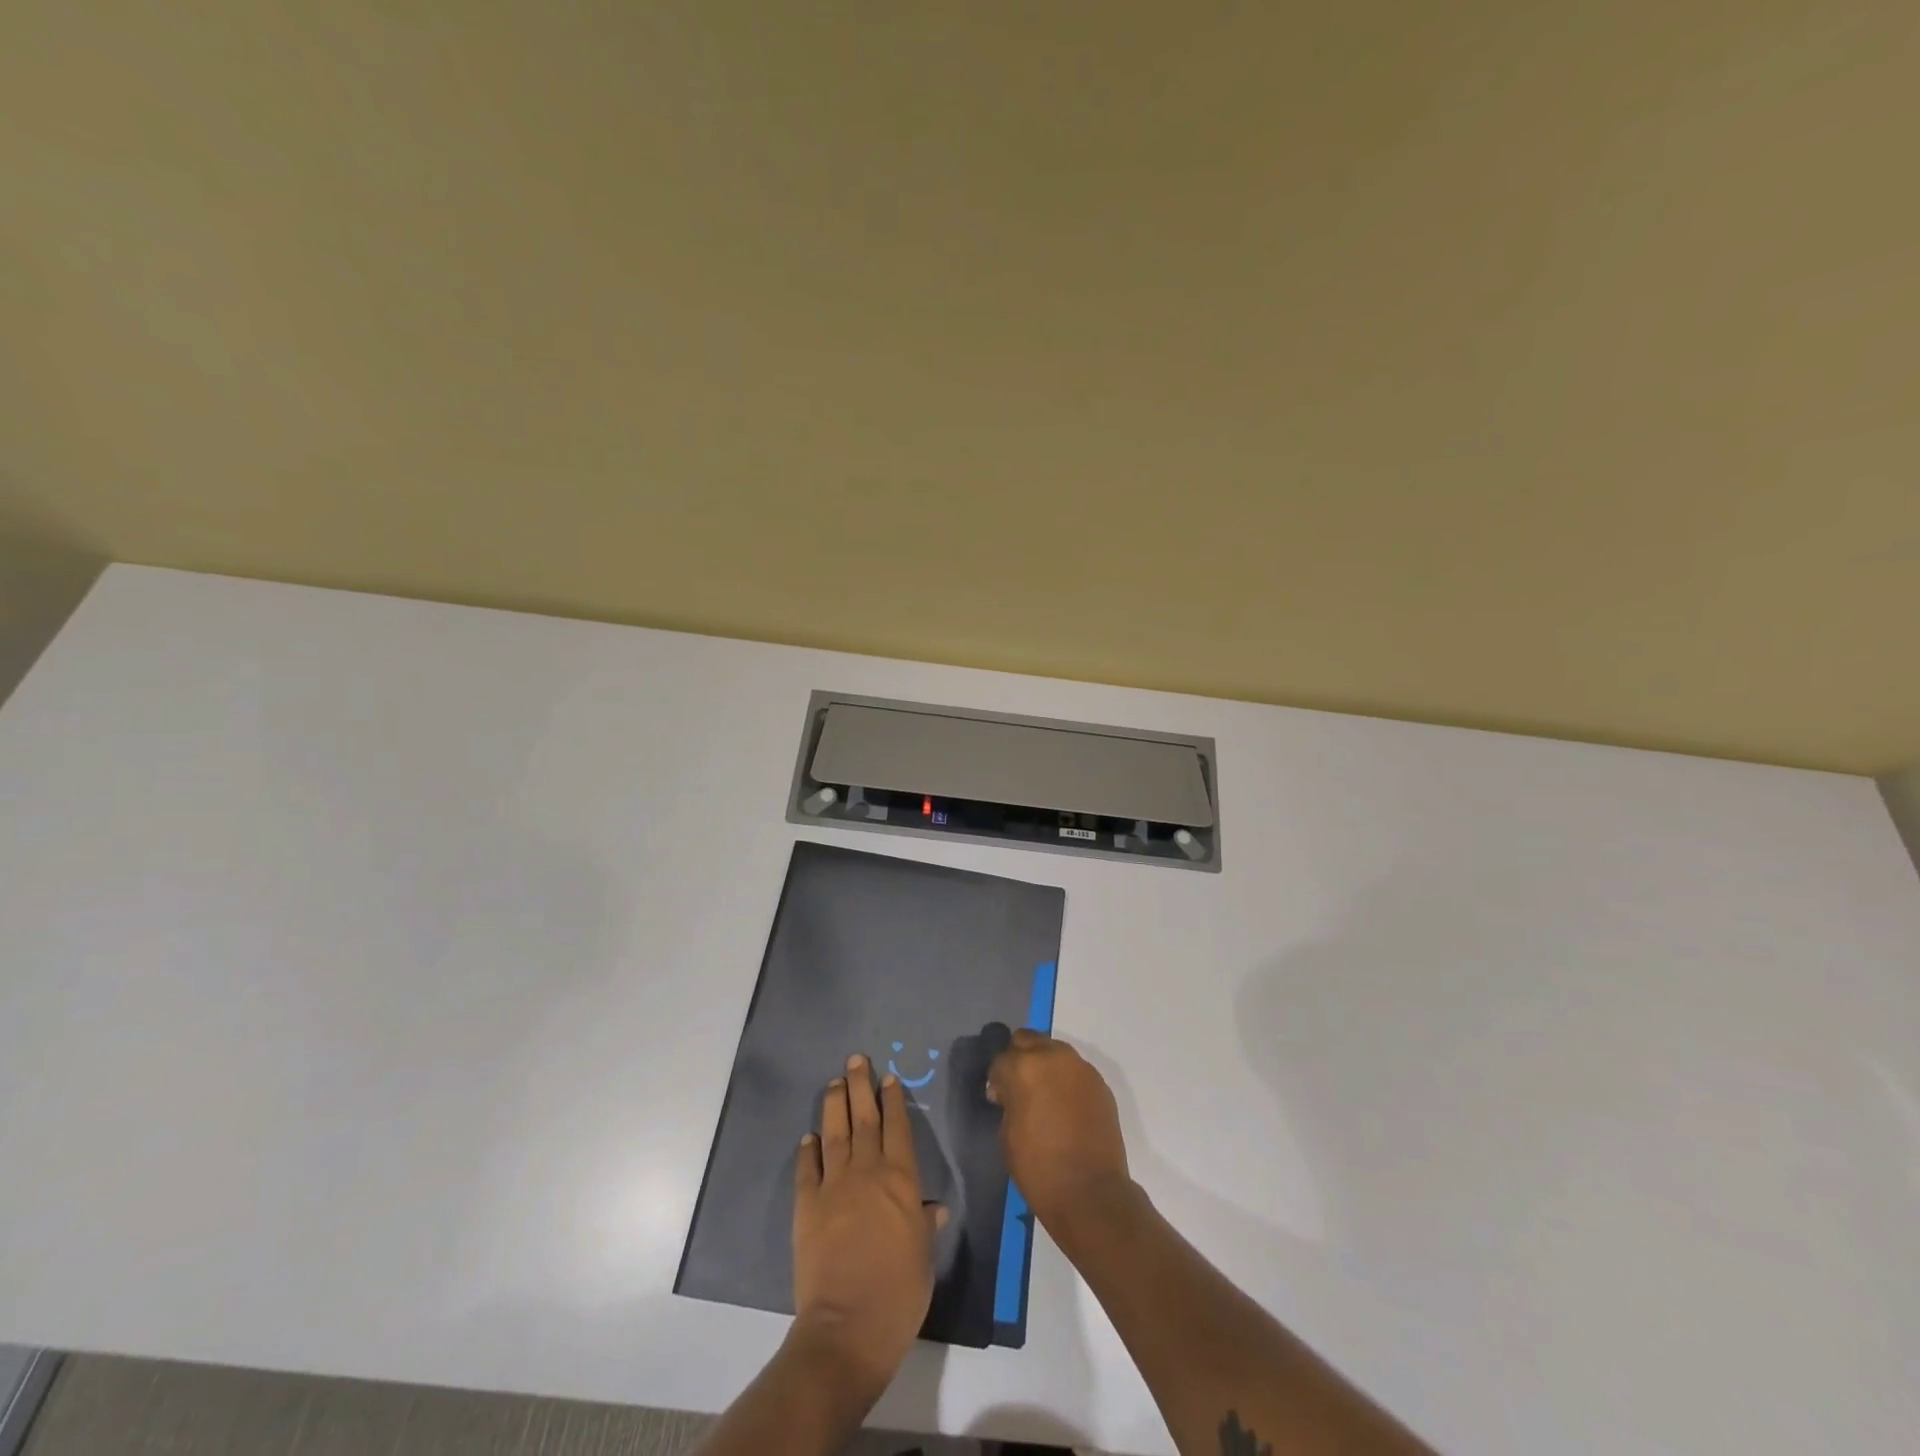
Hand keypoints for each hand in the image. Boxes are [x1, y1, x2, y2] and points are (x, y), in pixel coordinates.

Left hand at [791, 1053, 945, 1398]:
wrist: (848, 1326)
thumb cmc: (899, 1293)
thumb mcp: (924, 1256)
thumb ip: (924, 1224)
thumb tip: (934, 1206)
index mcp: (901, 1180)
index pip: (897, 1128)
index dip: (893, 1100)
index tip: (888, 1077)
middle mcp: (867, 1172)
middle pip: (864, 1119)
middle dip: (860, 1087)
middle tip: (856, 1060)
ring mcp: (834, 1186)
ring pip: (834, 1134)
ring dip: (834, 1105)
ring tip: (834, 1082)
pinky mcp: (806, 1206)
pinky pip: (807, 1169)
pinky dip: (808, 1150)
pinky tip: (809, 1137)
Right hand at [986, 1030, 1133, 1235]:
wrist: (1090, 1193)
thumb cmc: (1038, 1167)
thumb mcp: (1006, 1134)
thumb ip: (1007, 1101)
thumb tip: (1009, 1093)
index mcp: (1023, 1067)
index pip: (1000, 1059)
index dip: (996, 1079)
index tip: (999, 1099)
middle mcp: (1053, 1056)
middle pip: (1027, 1040)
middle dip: (1019, 1059)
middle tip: (1019, 1089)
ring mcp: (1080, 1067)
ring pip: (1054, 1051)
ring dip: (1044, 1065)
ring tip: (1045, 1097)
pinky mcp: (1100, 1082)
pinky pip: (1075, 1071)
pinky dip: (1066, 1080)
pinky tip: (1066, 1107)